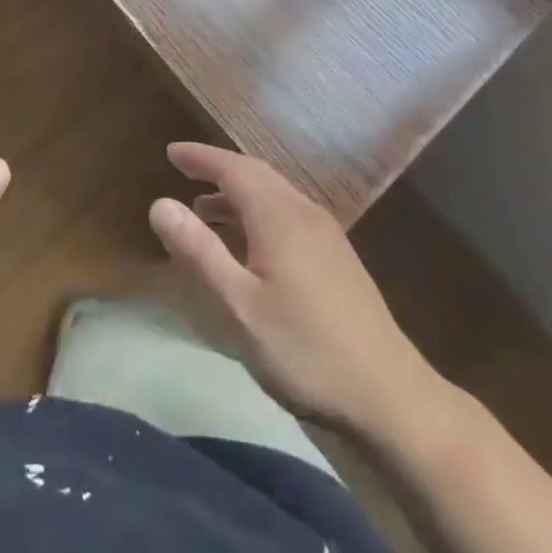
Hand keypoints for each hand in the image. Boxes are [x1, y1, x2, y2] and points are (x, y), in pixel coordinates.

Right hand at [149, 142, 446, 447]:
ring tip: (206, 211)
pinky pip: (289, 214)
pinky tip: (251, 244)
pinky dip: (259, 212)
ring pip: (275, 194)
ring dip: (238, 193)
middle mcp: (303, 212)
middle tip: (185, 171)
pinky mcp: (339, 259)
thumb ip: (199, 252)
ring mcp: (326, 235)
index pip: (232, 167)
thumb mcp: (240, 306)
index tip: (170, 153)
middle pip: (256, 174)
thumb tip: (160, 203)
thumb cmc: (306, 351)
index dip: (200, 157)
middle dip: (218, 169)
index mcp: (278, 215)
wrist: (391, 399)